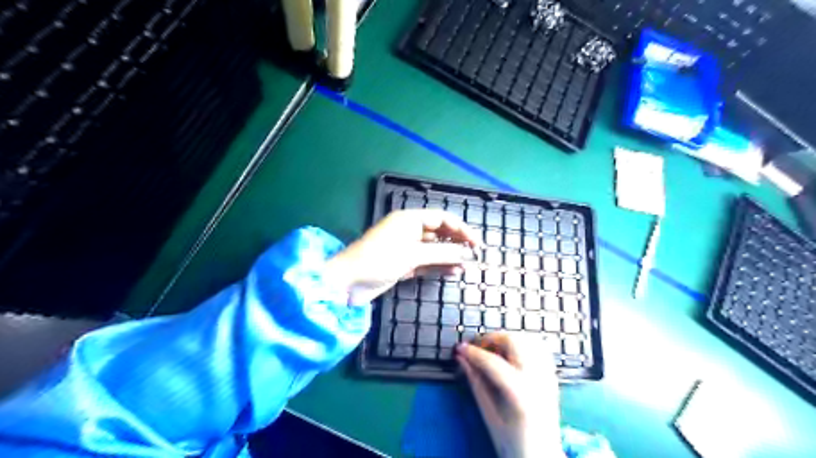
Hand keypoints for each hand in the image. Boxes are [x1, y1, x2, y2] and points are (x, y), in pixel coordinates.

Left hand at [324, 209, 478, 304]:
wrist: (348, 282)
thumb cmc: (378, 260)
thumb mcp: (412, 255)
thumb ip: (441, 253)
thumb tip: (466, 254)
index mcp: (409, 220)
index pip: (442, 219)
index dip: (461, 229)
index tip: (476, 244)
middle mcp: (409, 231)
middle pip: (439, 233)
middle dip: (457, 243)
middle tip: (474, 256)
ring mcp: (406, 248)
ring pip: (434, 249)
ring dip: (449, 257)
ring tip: (467, 267)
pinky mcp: (403, 264)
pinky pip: (426, 262)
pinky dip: (439, 267)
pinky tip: (453, 273)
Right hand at [456, 332, 564, 457]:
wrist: (541, 457)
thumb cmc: (512, 441)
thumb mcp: (488, 414)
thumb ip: (475, 382)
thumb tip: (461, 359)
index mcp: (520, 393)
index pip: (492, 362)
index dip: (472, 352)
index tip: (459, 348)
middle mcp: (537, 379)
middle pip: (514, 342)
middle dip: (491, 339)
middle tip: (476, 348)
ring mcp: (548, 376)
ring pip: (527, 340)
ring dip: (506, 339)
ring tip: (492, 350)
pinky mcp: (552, 376)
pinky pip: (537, 348)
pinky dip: (522, 344)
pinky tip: (510, 355)